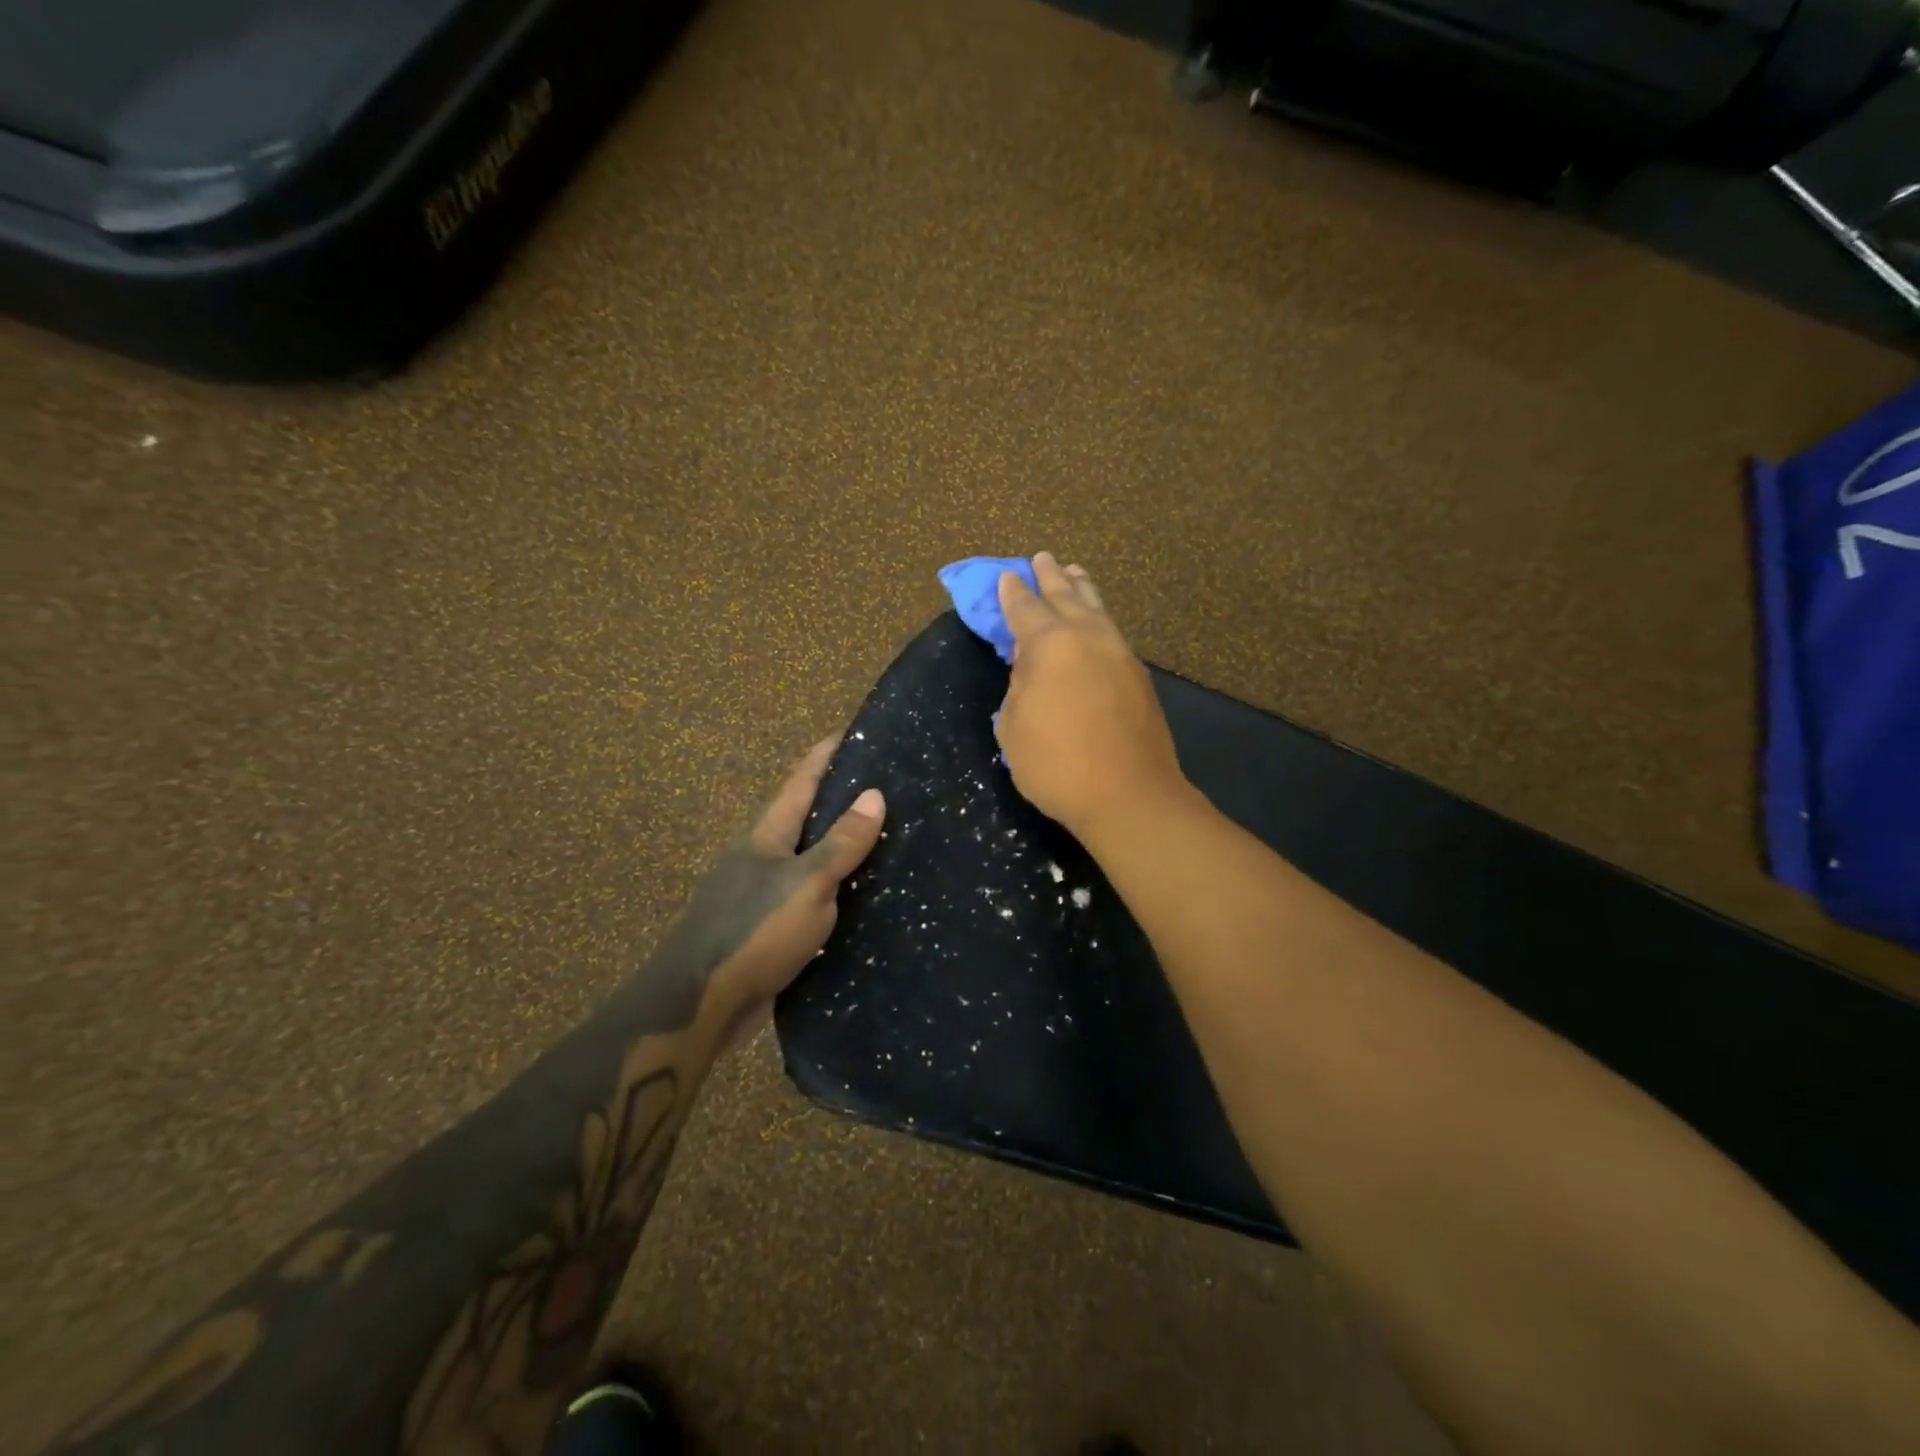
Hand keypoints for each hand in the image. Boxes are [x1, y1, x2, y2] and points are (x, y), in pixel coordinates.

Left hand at [668, 736, 885, 1049]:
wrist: (700, 1004)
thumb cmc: (754, 931)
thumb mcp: (807, 883)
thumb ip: (841, 843)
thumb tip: (875, 794)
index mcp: (766, 836)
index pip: (800, 782)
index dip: (824, 755)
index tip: (851, 732)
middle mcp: (758, 857)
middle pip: (800, 817)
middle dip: (834, 799)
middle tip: (880, 786)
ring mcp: (756, 894)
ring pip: (803, 858)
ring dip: (834, 846)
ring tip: (877, 839)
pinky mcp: (762, 928)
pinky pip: (803, 895)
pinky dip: (830, 888)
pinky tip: (853, 898)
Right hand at [995, 553, 1185, 841]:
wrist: (1128, 795)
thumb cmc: (1057, 765)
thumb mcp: (1014, 728)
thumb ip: (1018, 688)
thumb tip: (1031, 669)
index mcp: (1049, 645)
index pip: (1025, 609)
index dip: (1013, 592)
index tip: (1008, 576)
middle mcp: (1087, 637)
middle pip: (1065, 596)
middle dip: (1050, 576)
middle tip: (1042, 558)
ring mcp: (1119, 653)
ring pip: (1096, 608)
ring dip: (1081, 588)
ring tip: (1074, 572)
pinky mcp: (1138, 674)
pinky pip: (1112, 631)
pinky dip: (1099, 616)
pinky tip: (1096, 619)